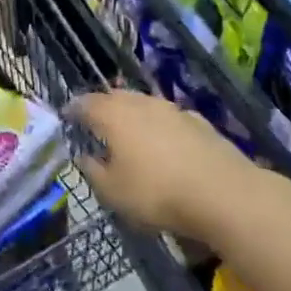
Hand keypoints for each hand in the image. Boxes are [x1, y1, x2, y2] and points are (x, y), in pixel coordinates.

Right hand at [66, 91, 251, 238]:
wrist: (223, 193)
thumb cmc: (157, 193)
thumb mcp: (113, 192)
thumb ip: (94, 172)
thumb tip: (84, 157)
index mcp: (114, 116)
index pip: (86, 103)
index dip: (74, 109)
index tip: (67, 115)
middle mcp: (141, 104)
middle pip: (116, 97)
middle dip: (103, 106)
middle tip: (95, 120)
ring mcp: (172, 109)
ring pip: (144, 104)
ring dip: (132, 113)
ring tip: (128, 130)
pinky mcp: (199, 122)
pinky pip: (168, 117)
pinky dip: (158, 125)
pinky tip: (163, 141)